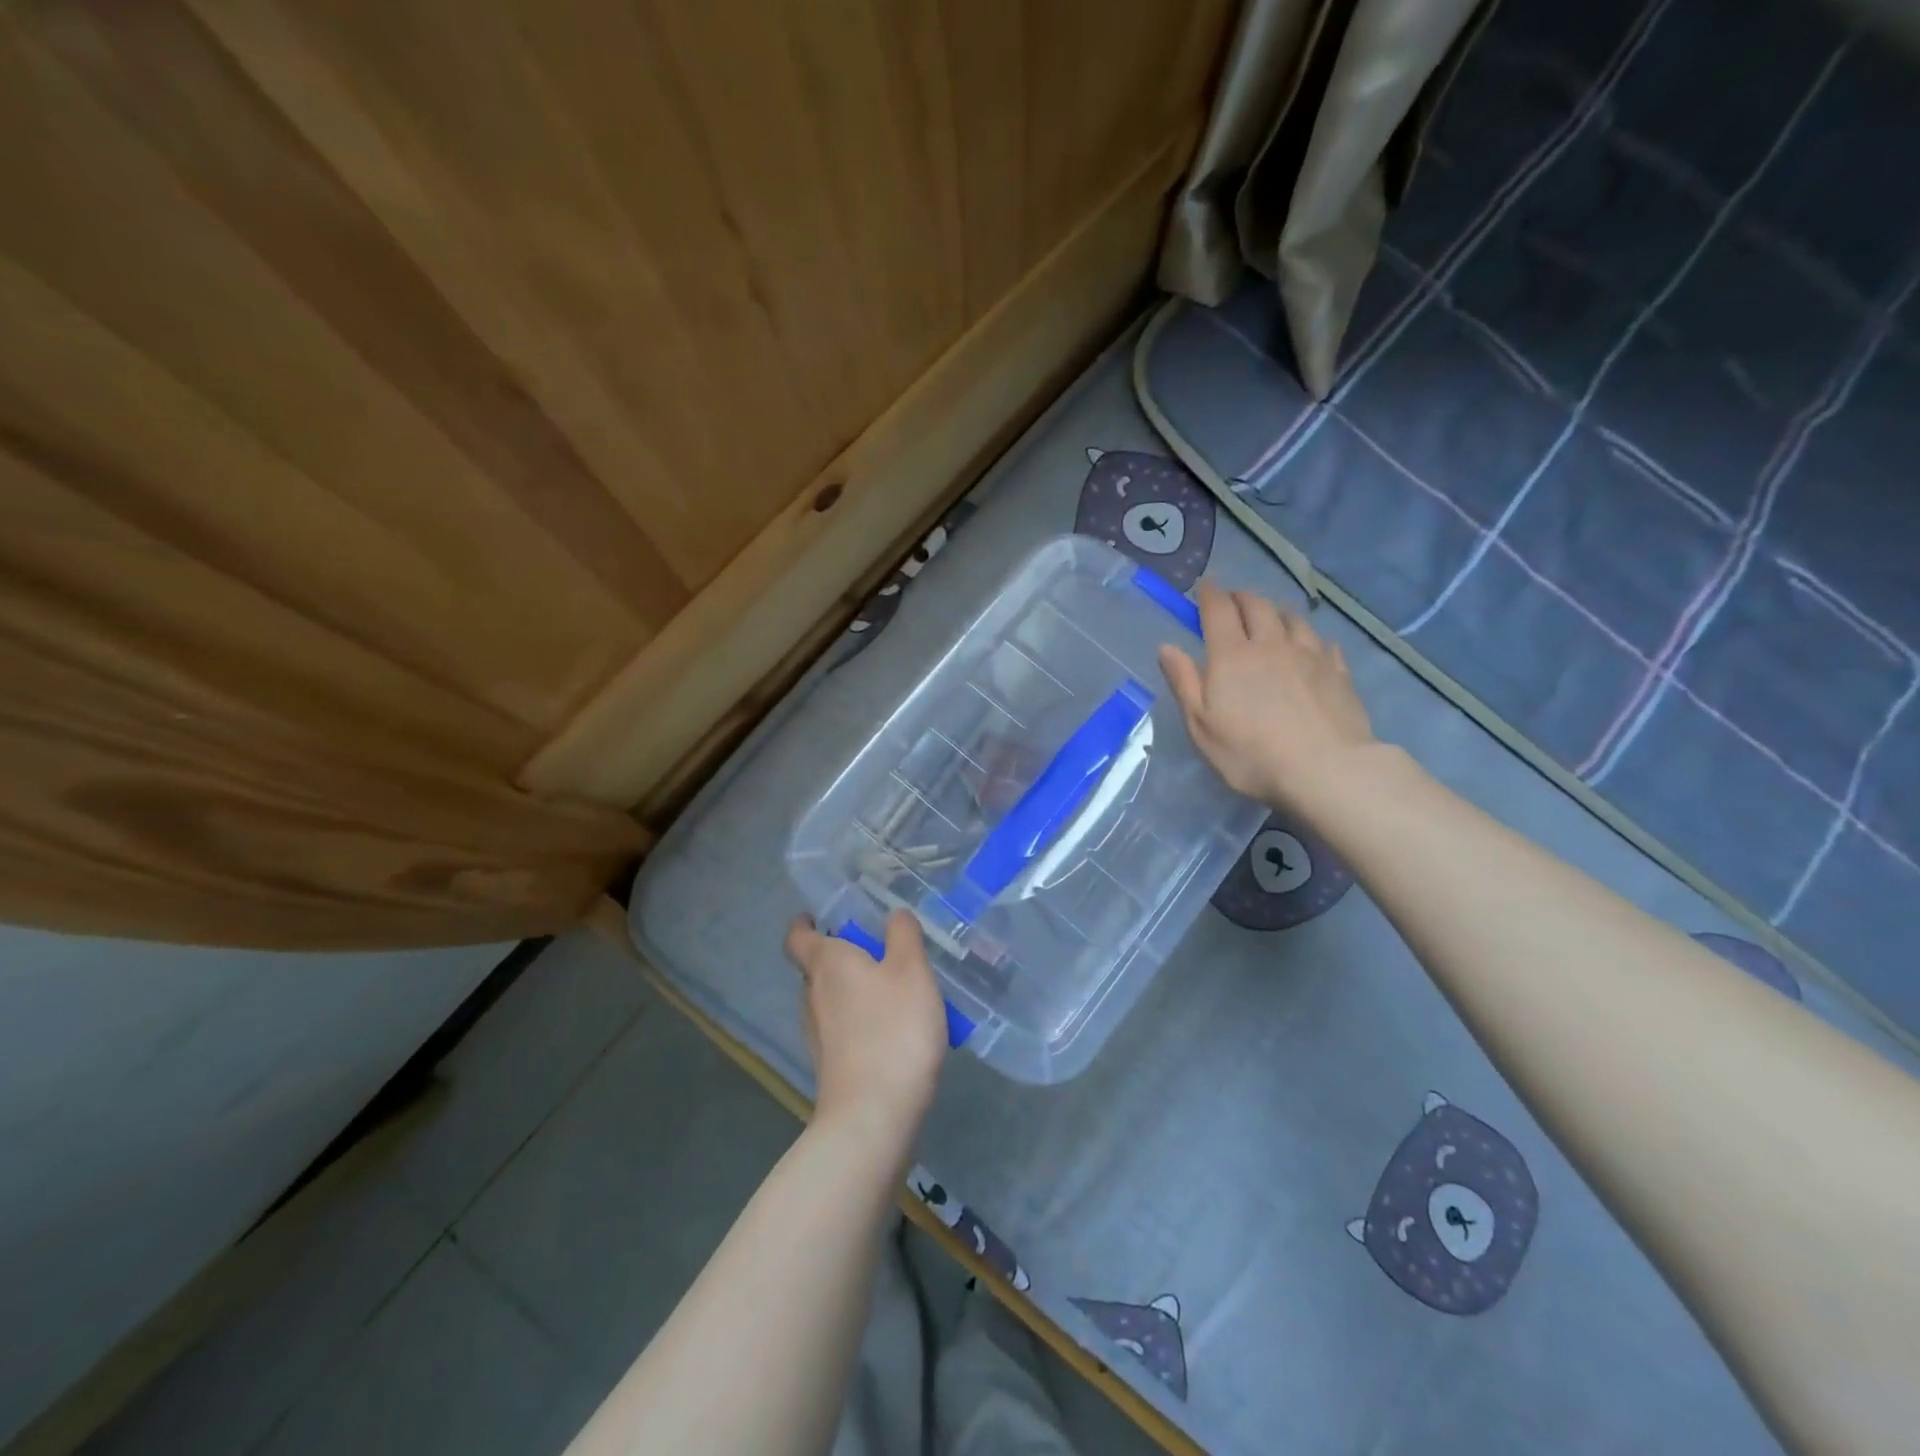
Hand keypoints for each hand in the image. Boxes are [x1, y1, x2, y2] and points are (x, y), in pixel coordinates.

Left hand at [783, 911, 946, 1147]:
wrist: (874, 1115)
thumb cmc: (893, 1029)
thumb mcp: (912, 970)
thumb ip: (903, 936)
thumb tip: (894, 914)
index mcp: (827, 963)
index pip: (798, 936)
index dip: (805, 924)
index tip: (821, 917)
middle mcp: (812, 995)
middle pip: (817, 967)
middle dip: (842, 956)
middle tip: (878, 951)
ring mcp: (818, 1034)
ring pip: (830, 999)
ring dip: (854, 990)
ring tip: (893, 989)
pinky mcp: (830, 1065)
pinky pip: (842, 1029)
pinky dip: (860, 1021)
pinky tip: (893, 1029)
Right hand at [1157, 583, 1374, 814]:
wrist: (1326, 769)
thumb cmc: (1251, 754)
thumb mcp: (1202, 725)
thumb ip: (1184, 682)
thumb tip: (1167, 647)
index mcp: (1231, 656)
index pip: (1218, 610)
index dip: (1210, 594)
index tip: (1204, 586)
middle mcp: (1270, 644)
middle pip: (1257, 606)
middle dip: (1241, 597)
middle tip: (1233, 599)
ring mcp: (1309, 654)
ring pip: (1292, 618)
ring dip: (1276, 610)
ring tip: (1271, 615)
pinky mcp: (1338, 671)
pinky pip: (1322, 641)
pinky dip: (1309, 636)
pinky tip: (1310, 645)